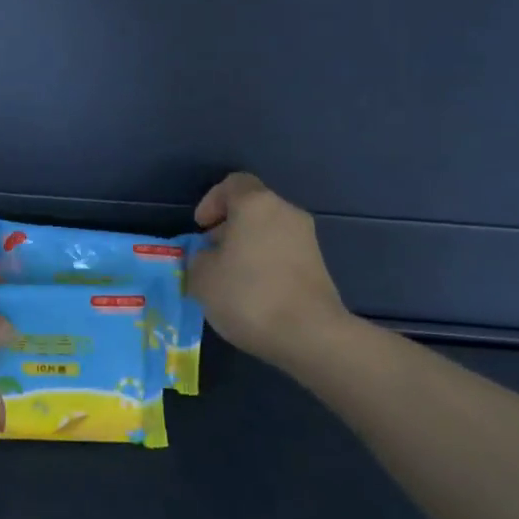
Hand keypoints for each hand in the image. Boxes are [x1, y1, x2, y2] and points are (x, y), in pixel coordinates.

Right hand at [188, 172, 348, 367]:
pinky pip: (282, 253)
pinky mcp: (318, 266)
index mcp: (256, 204)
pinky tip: (253, 293)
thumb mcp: (202, 277)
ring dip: (246, 248)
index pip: (232, 184)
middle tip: (210, 255)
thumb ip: (199, 258)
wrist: (309, 334)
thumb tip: (210, 257)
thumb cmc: (248, 295)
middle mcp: (285, 212)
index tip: (200, 228)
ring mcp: (307, 239)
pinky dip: (265, 264)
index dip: (211, 201)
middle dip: (228, 228)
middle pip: (252, 208)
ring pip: (268, 231)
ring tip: (229, 279)